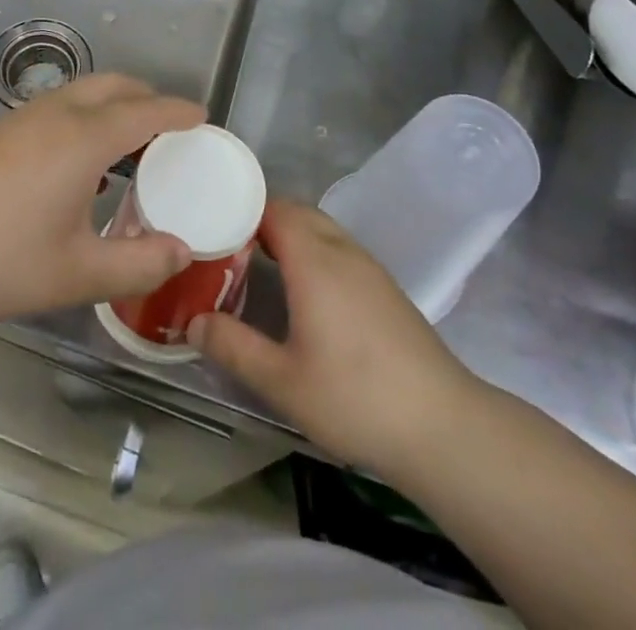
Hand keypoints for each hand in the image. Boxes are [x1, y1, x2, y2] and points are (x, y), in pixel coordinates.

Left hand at [0, 74, 204, 329]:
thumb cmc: (1, 261)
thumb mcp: (78, 274)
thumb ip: (139, 264)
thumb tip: (182, 251)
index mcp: (83, 138)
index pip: (145, 110)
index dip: (178, 111)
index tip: (202, 116)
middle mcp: (55, 113)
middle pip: (113, 85)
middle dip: (147, 96)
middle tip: (169, 128)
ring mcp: (21, 117)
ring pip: (81, 91)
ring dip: (113, 104)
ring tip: (129, 144)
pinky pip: (58, 105)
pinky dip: (85, 115)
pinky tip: (79, 162)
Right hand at [190, 201, 478, 479]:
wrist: (442, 426)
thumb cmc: (355, 397)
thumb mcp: (282, 381)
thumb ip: (233, 346)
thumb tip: (193, 320)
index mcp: (314, 260)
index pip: (273, 208)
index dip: (241, 208)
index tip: (211, 223)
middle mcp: (341, 251)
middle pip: (297, 212)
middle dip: (261, 219)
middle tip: (226, 244)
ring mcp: (369, 267)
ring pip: (321, 229)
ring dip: (289, 234)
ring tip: (257, 264)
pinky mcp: (385, 288)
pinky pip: (338, 249)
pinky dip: (312, 251)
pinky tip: (303, 291)